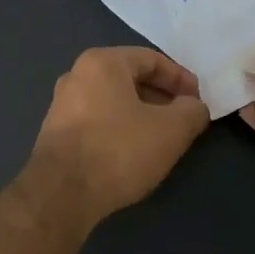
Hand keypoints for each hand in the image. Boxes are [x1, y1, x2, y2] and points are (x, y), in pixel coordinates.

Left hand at [26, 47, 210, 226]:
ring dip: (141, 115)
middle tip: (183, 120)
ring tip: (162, 139)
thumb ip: (192, 111)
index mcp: (101, 63)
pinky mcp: (56, 134)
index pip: (151, 59)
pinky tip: (133, 153)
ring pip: (113, 102)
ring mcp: (61, 105)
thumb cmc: (118, 151)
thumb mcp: (171, 130)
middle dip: (161, 97)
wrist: (62, 194)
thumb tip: (194, 107)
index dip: (181, 79)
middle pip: (130, 78)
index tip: (198, 102)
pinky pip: (97, 121)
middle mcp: (76, 76)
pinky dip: (120, 130)